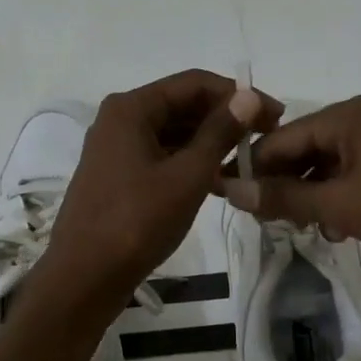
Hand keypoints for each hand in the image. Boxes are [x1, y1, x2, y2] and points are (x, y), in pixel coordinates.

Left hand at [37, 69, 281, 316]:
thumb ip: (220, 133)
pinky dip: (190, 164)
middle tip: (266, 140)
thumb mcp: (187, 175)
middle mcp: (120, 119)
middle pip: (183, 105)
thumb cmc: (137, 222)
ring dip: (210, 144)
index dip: (238, 95)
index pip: (195, 83)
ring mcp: (117, 149)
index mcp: (132, 108)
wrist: (84, 277)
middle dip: (225, 119)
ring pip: (174, 134)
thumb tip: (249, 95)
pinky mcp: (119, 176)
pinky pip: (162, 157)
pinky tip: (220, 183)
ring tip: (249, 163)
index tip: (275, 116)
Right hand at [218, 95, 360, 276]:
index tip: (230, 202)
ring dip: (308, 200)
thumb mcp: (340, 203)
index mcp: (344, 117)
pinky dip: (335, 205)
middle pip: (301, 153)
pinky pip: (349, 185)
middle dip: (282, 187)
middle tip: (265, 223)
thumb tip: (232, 190)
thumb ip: (285, 197)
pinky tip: (333, 231)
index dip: (253, 170)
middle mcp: (359, 125)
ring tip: (298, 231)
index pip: (279, 139)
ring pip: (325, 172)